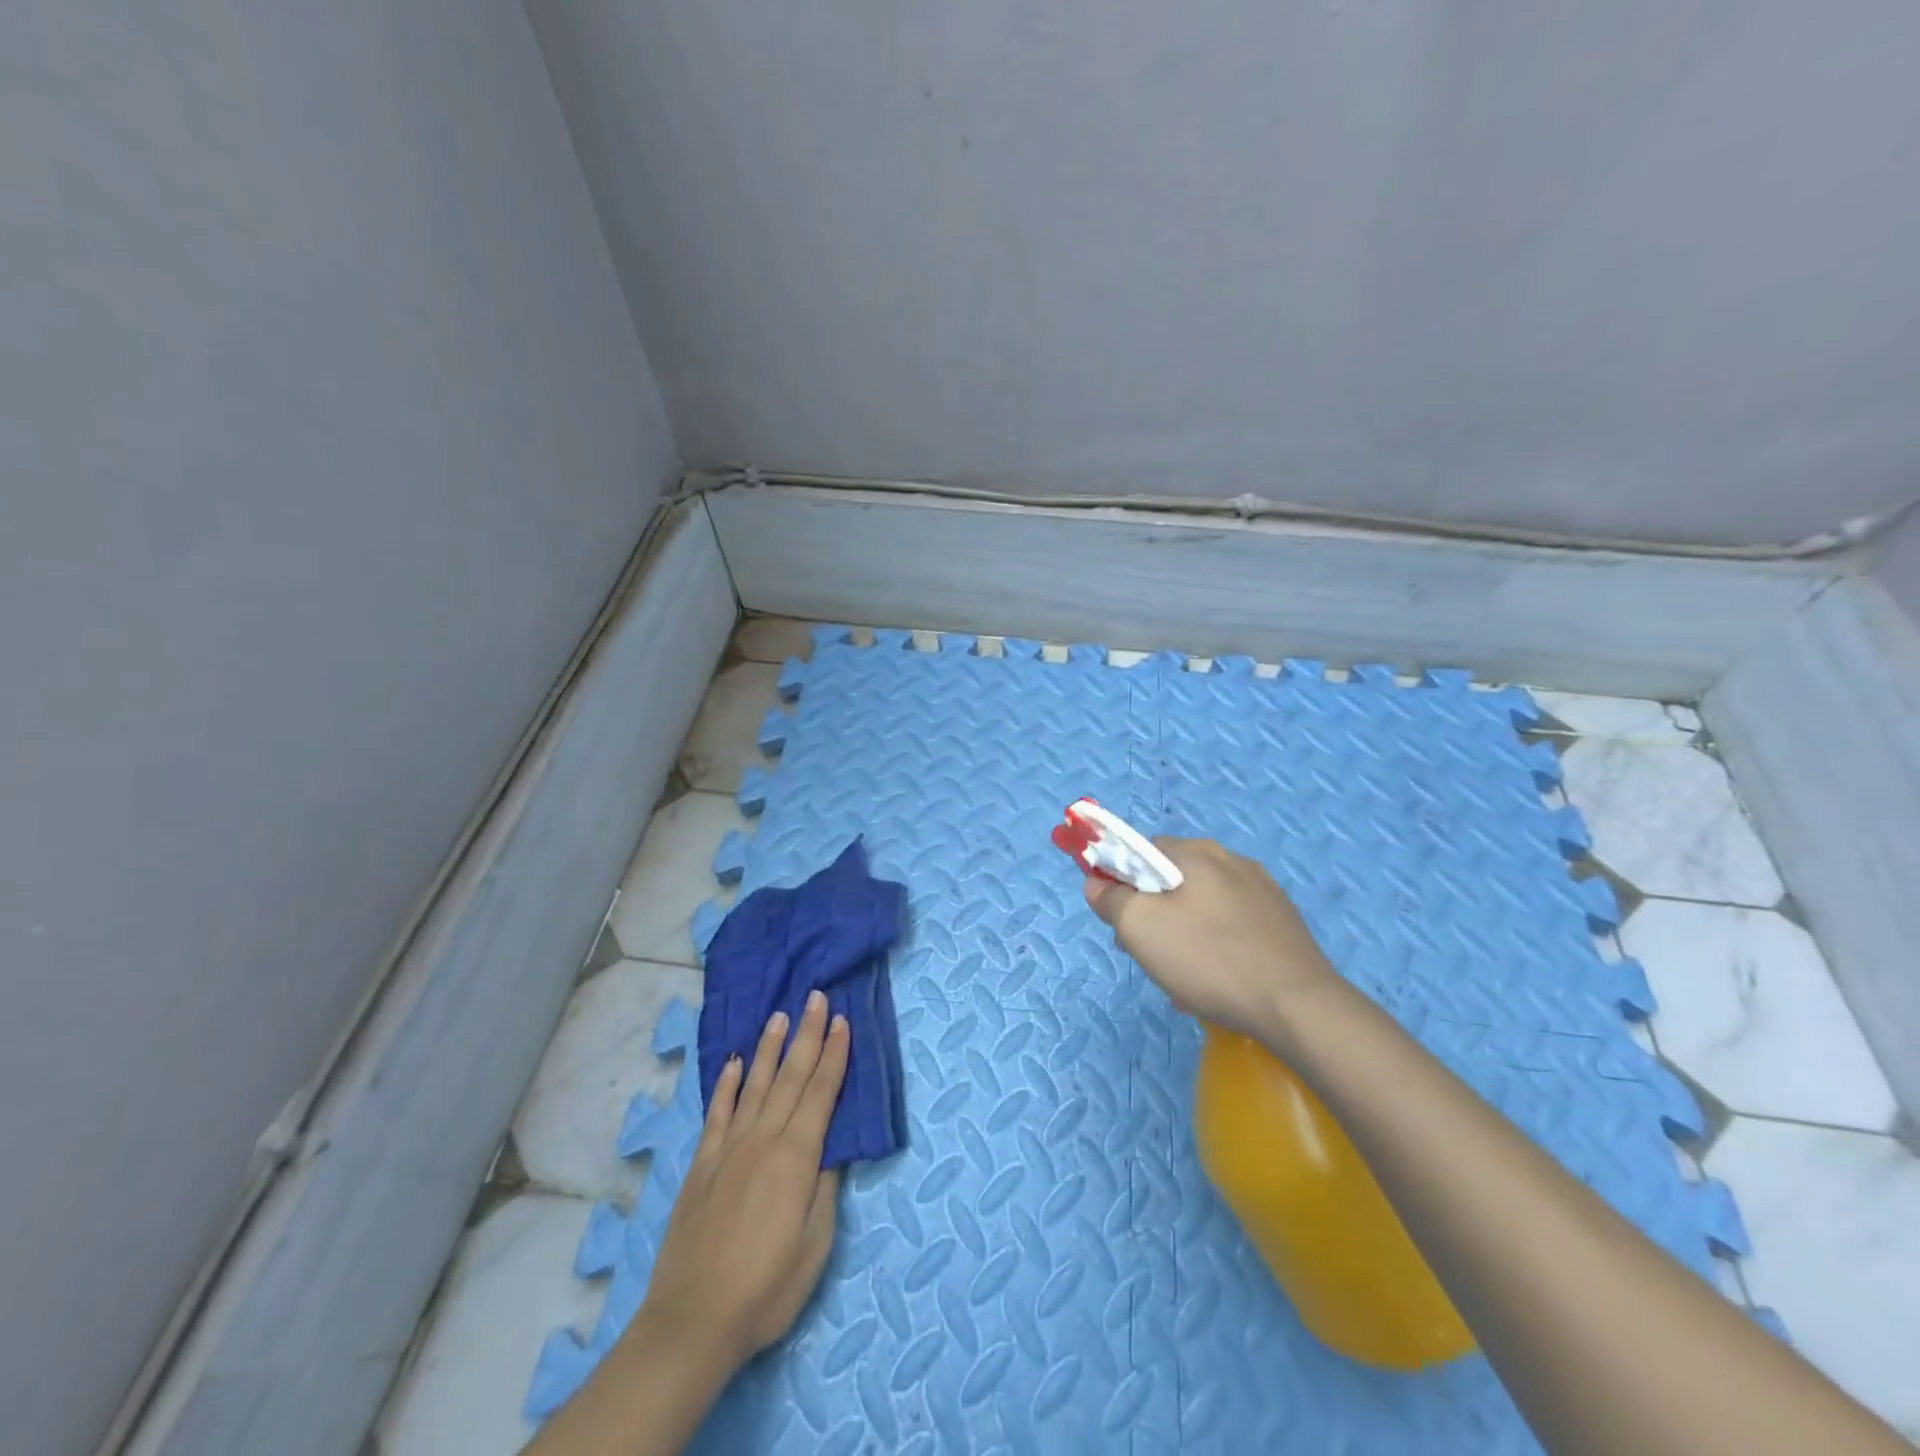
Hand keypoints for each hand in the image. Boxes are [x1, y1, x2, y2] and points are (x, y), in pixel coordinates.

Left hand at [635, 989, 850, 1372]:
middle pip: (790, 1077)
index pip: (821, 1092)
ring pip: (753, 1085)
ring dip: (768, 1048)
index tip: (843, 1020)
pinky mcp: (702, 1165)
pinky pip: (717, 1114)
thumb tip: (834, 1144)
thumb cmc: (767, 1288)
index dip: (834, 1055)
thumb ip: (826, 1187)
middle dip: (807, 1035)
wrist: (692, 1322)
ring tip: (779, 1015)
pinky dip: (726, 1085)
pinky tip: (733, 1064)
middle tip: (815, 998)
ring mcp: (728, 1149)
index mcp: (796, 1157)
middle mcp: (762, 1140)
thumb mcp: (815, 1244)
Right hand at [1083, 837, 1338, 1040]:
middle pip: (1171, 879)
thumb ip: (1110, 898)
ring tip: (1183, 977)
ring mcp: (1263, 891)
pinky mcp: (1283, 923)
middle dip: (1151, 912)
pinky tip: (1217, 982)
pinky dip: (1215, 946)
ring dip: (1182, 933)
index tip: (1117, 917)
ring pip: (1201, 905)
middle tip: (1147, 952)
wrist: (1298, 1007)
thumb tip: (1096, 883)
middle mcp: (1232, 860)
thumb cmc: (1209, 959)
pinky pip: (1231, 926)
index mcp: (1197, 852)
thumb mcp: (1139, 927)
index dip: (1120, 879)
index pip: (1141, 849)